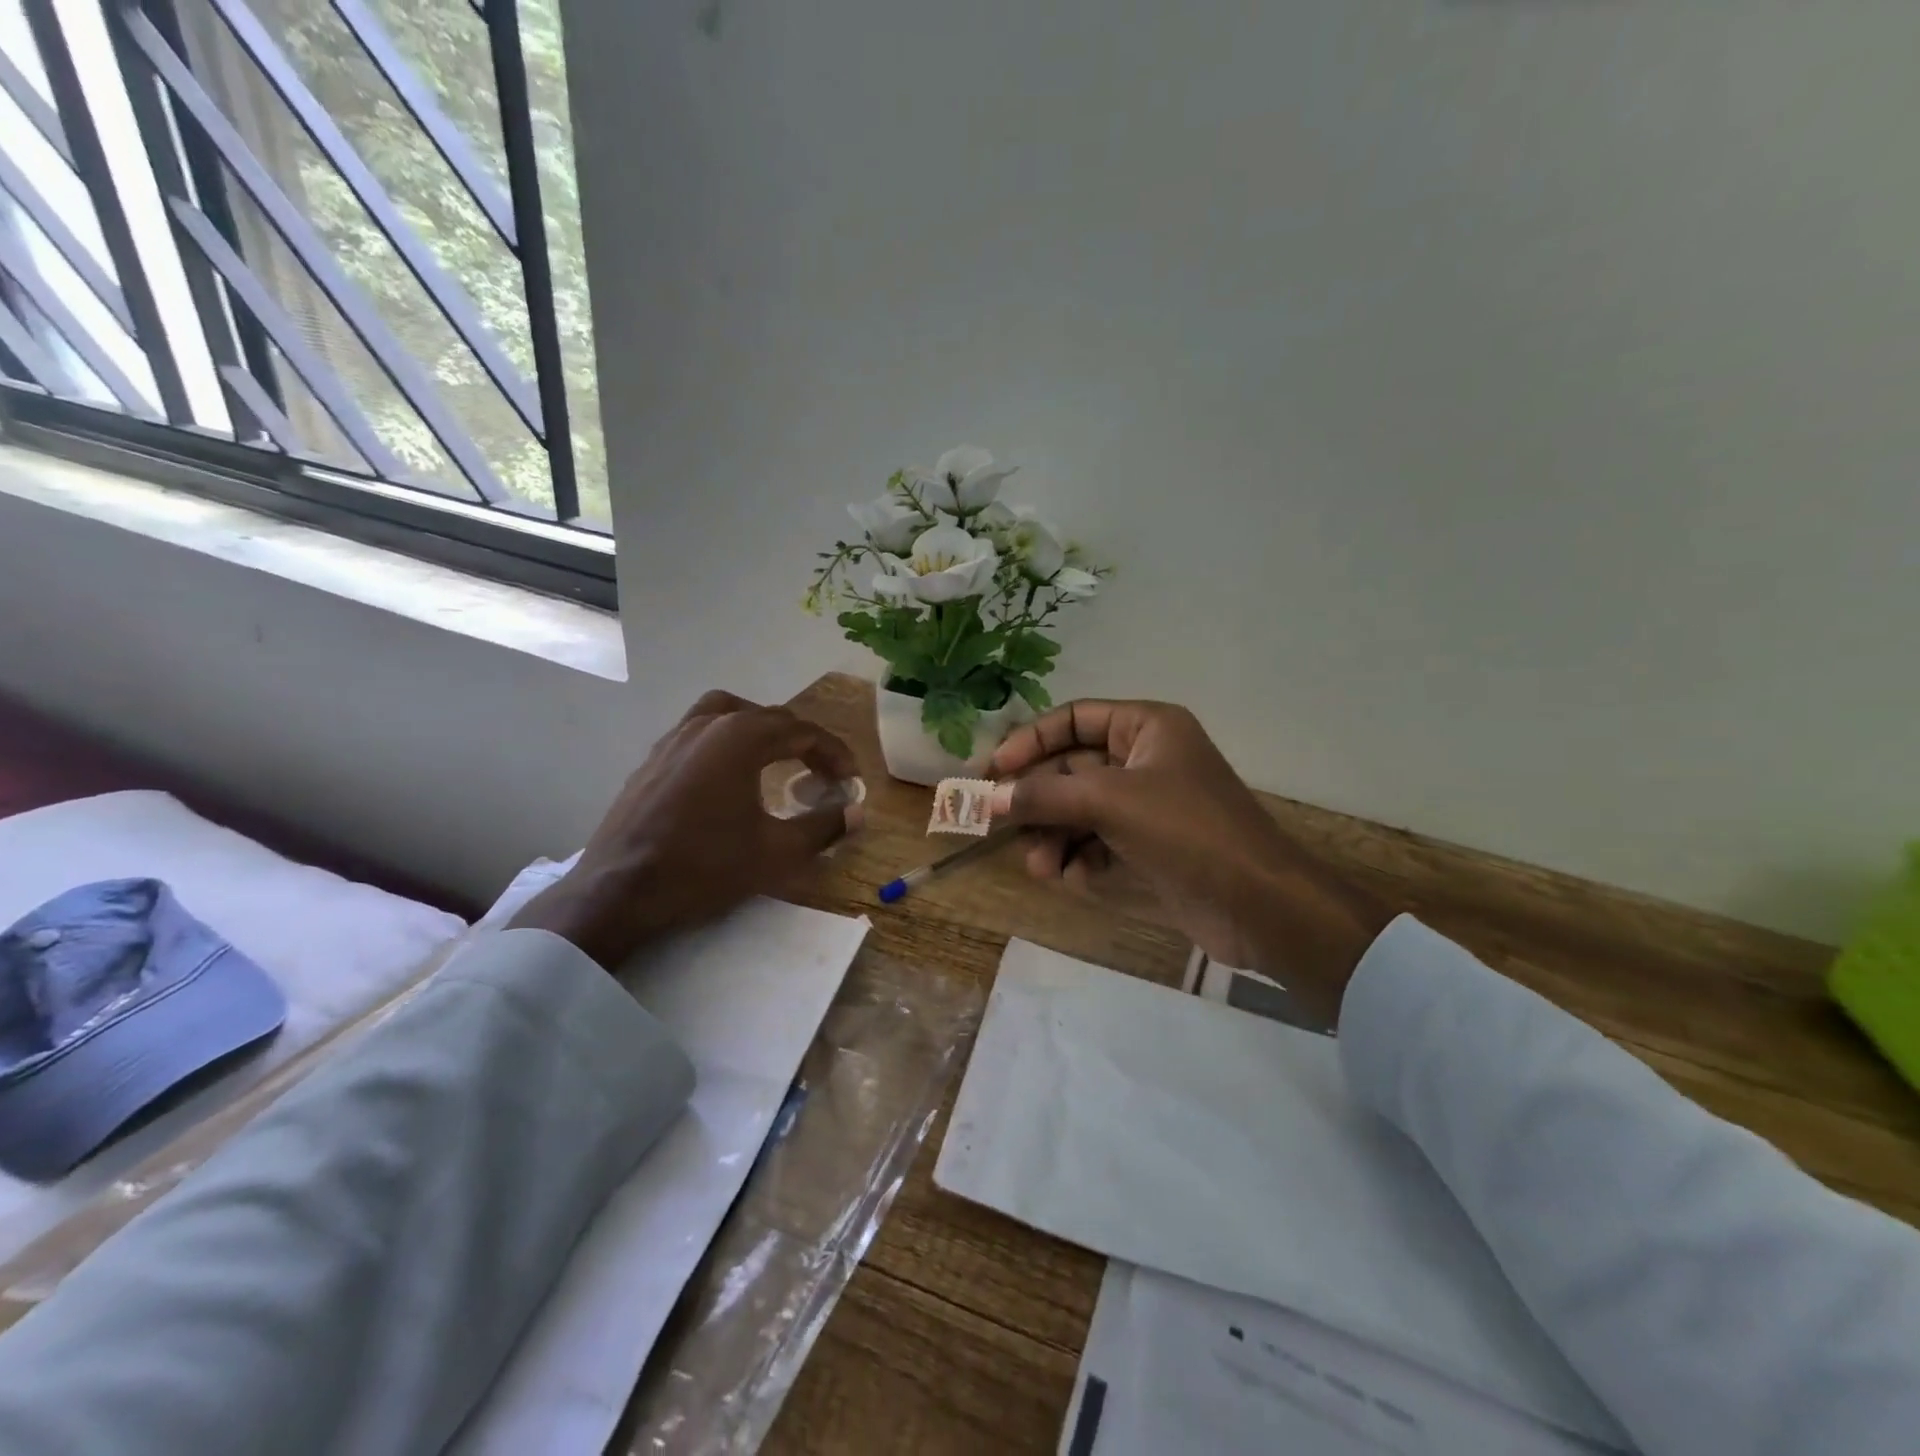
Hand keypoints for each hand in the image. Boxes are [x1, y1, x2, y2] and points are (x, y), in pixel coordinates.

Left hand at [510, 691, 862, 968]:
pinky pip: (701, 731)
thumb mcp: (776, 853)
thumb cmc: (703, 867)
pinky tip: (730, 774)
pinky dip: (728, 740)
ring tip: (778, 758)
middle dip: (804, 744)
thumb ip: (824, 827)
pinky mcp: (653, 758)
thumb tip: (858, 813)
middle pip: (770, 719)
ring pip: (731, 714)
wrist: (619, 892)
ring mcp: (675, 737)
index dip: (835, 754)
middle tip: (824, 775)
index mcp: (741, 737)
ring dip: (763, 731)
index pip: (803, 732)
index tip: (851, 780)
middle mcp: (709, 724)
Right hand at [989, 700, 1389, 1023]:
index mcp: (1146, 727)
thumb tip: (987, 799)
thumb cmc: (1188, 831)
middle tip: (997, 825)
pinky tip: (1074, 879)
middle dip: (1038, 801)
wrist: (1260, 905)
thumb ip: (1046, 795)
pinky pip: (1097, 843)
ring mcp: (1146, 806)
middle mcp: (1144, 759)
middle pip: (1070, 769)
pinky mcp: (1147, 848)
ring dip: (1053, 836)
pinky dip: (1080, 860)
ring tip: (1041, 866)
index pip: (1072, 718)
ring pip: (1079, 811)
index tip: (992, 772)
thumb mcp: (1112, 802)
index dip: (1029, 741)